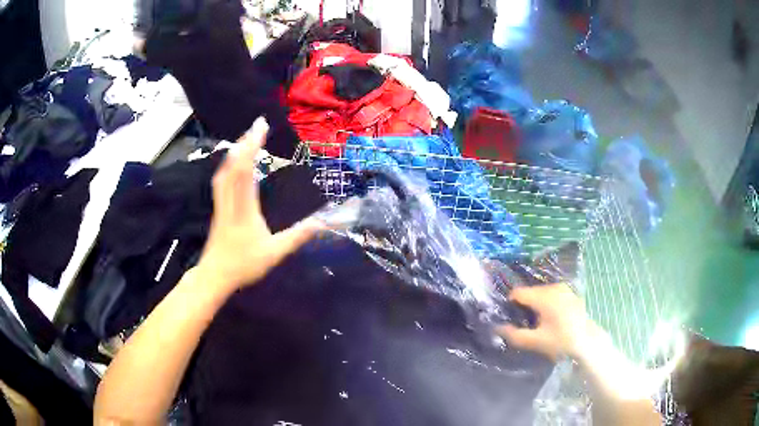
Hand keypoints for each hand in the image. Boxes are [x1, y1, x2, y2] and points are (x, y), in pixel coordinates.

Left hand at [195, 117, 322, 290]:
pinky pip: (221, 179)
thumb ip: (297, 237)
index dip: (253, 147)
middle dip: (246, 141)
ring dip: (236, 151)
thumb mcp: (274, 253)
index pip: (247, 171)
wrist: (214, 275)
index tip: (262, 128)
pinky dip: (228, 165)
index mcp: (245, 208)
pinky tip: (232, 162)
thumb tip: (323, 224)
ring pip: (225, 170)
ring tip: (247, 137)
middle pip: (234, 165)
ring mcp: (221, 203)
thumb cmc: (243, 265)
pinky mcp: (218, 207)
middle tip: (258, 123)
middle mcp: (230, 200)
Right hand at [496, 284, 598, 360]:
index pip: (518, 292)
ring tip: (536, 322)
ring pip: (540, 292)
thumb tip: (497, 328)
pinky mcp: (569, 292)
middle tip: (524, 323)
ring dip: (535, 303)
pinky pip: (550, 294)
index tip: (510, 317)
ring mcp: (563, 289)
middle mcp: (554, 287)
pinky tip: (549, 318)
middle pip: (530, 291)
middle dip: (523, 305)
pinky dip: (545, 302)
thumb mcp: (535, 342)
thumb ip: (514, 335)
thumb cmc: (561, 342)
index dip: (510, 303)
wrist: (587, 342)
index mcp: (544, 297)